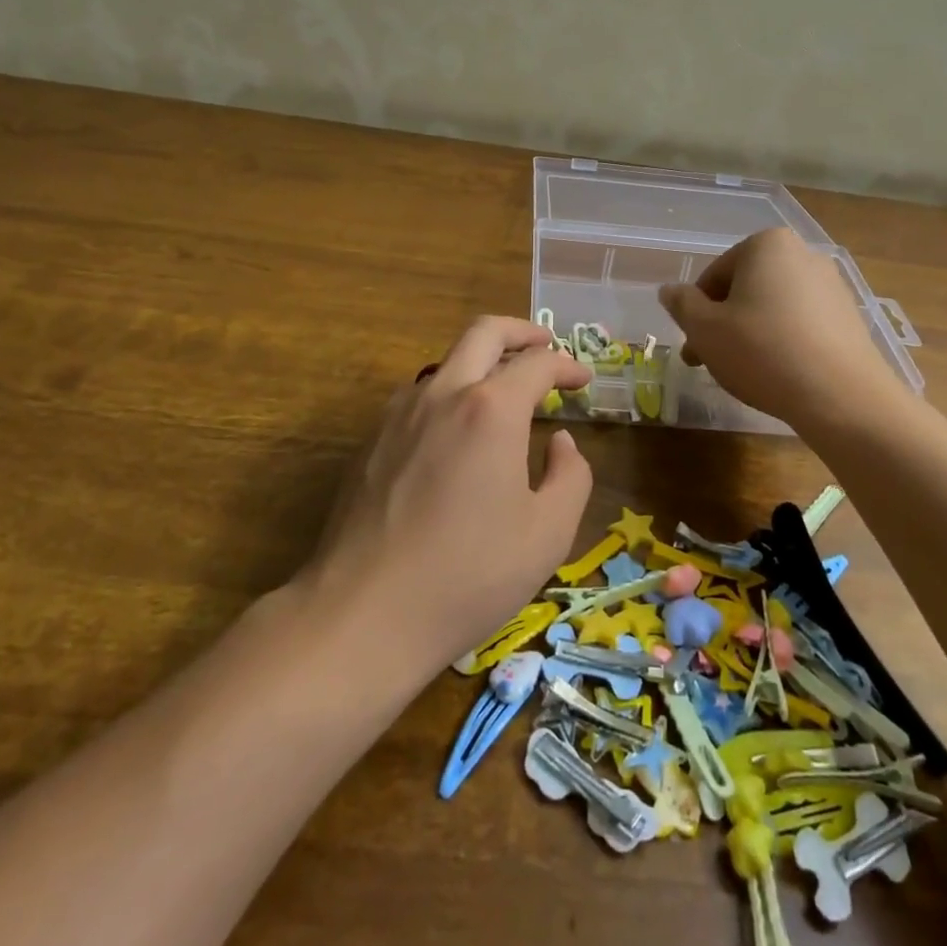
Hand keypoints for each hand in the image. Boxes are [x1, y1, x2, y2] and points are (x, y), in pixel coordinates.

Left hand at [300, 317, 593, 671]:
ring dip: (481, 362)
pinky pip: (419, 397)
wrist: (364, 614)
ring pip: (446, 362)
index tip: (583, 381)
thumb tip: (560, 442)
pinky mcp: (371, 439)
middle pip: (483, 332)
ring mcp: (399, 413)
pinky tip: (457, 434)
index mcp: (491, 409)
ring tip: (503, 393)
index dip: (567, 366)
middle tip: (544, 345)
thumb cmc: (469, 575)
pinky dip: (450, 394)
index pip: (537, 364)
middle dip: (521, 331)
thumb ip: (570, 476)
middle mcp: (443, 394)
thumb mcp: (547, 533)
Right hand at [657, 227, 900, 429]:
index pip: (715, 276)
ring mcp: (832, 286)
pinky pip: (801, 324)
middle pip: (745, 289)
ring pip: (772, 308)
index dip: (696, 312)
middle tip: (709, 362)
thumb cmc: (762, 351)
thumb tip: (669, 290)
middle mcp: (803, 254)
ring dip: (750, 334)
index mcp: (766, 245)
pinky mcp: (849, 318)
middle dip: (723, 324)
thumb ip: (682, 305)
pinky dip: (782, 343)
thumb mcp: (705, 329)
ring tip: (743, 373)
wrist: (842, 396)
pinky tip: (777, 375)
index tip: (693, 345)